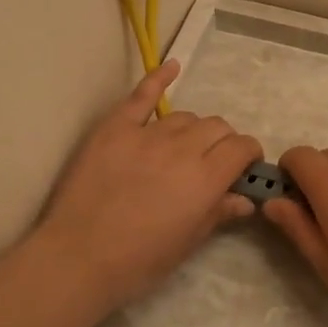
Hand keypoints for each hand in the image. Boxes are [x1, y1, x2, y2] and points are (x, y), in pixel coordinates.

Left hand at [37, 60, 263, 315]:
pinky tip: (172, 66)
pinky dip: (159, 79)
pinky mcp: (115, 128)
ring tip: (185, 147)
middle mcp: (182, 148)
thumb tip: (246, 199)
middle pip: (217, 127)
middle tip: (214, 162)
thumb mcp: (188, 243)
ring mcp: (147, 134)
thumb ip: (219, 213)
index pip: (242, 147)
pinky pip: (141, 96)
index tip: (245, 168)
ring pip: (185, 116)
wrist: (78, 257)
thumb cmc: (139, 261)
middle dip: (224, 142)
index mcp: (206, 178)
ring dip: (194, 129)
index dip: (249, 154)